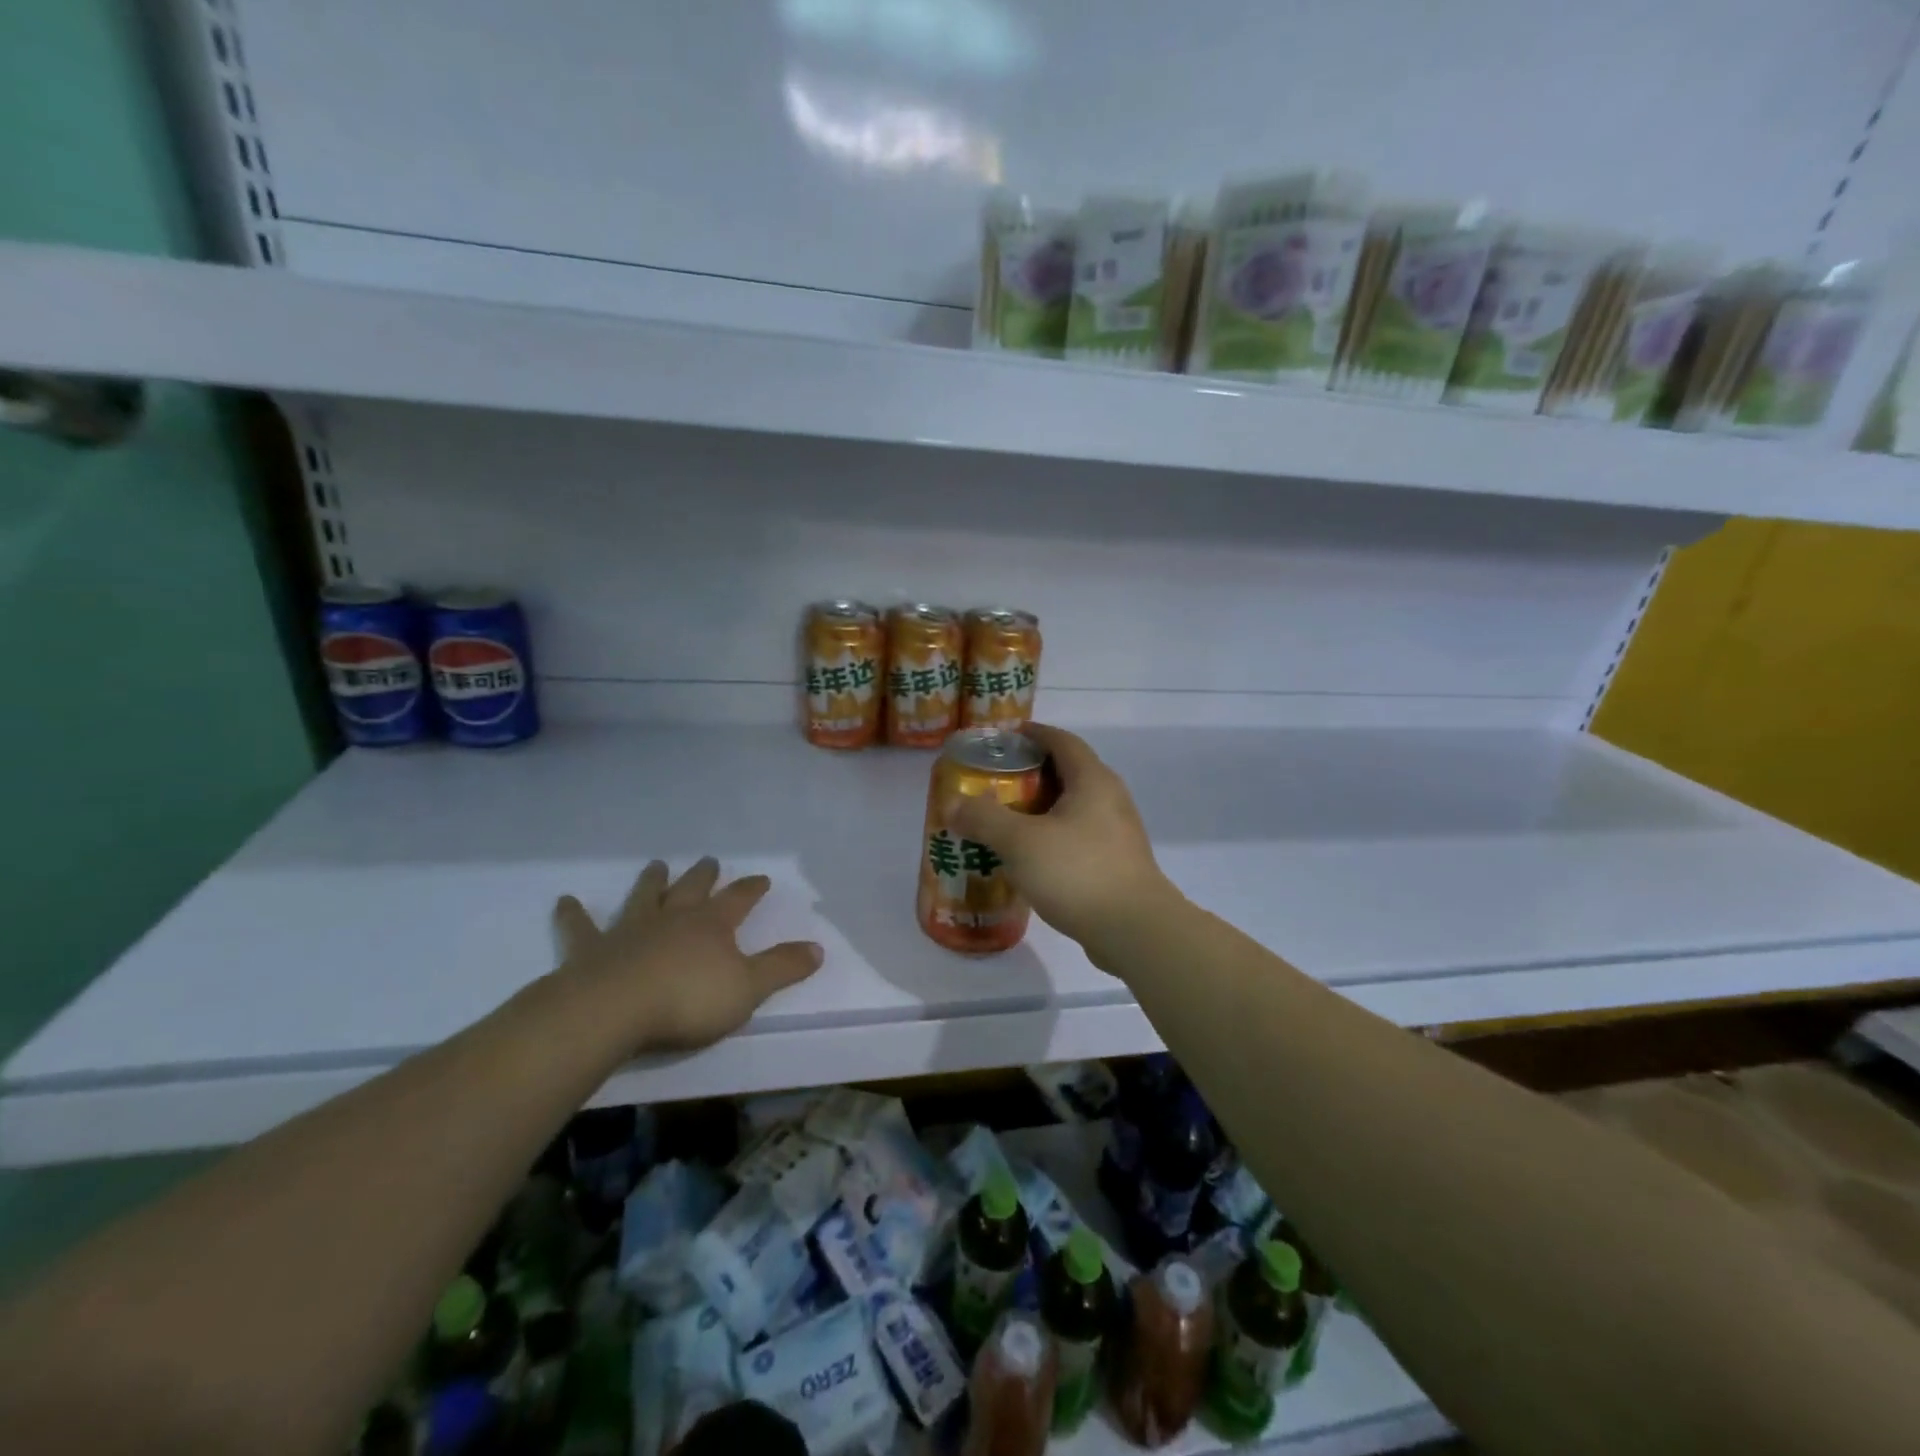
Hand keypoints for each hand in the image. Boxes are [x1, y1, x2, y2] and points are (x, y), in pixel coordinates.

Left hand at [551, 858, 822, 1054]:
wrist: (614, 1010)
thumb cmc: (688, 1000)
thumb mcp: (748, 988)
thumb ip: (783, 967)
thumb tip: (819, 948)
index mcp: (712, 925)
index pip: (739, 899)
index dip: (752, 889)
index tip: (762, 878)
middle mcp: (674, 918)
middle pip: (692, 889)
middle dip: (704, 876)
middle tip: (709, 860)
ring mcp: (631, 930)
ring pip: (645, 897)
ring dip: (652, 881)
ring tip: (657, 865)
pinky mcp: (592, 950)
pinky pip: (581, 927)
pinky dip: (573, 914)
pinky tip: (565, 901)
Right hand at [949, 723, 1178, 957]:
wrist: (1135, 931)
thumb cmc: (1078, 872)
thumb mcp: (1020, 842)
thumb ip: (984, 819)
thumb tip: (952, 804)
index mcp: (1092, 780)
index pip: (1062, 740)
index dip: (1033, 734)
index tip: (1002, 738)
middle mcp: (1110, 798)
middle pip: (1067, 772)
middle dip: (1030, 773)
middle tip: (993, 783)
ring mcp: (1117, 832)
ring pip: (1073, 807)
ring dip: (1040, 809)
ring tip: (1005, 820)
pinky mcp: (1116, 863)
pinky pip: (1078, 836)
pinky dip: (1052, 837)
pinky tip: (1029, 858)